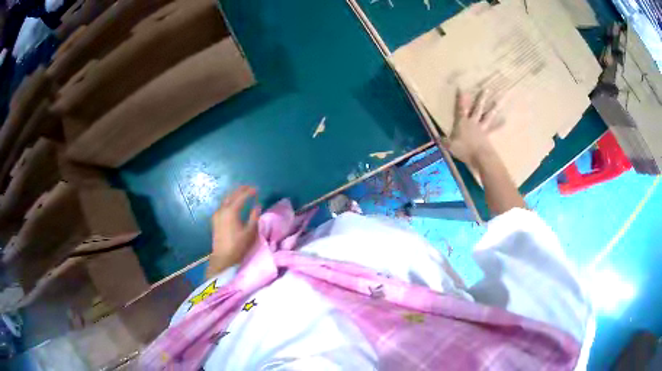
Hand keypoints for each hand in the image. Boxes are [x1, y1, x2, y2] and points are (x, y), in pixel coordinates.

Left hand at [210, 186, 260, 268]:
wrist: (223, 257)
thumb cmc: (238, 245)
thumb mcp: (250, 232)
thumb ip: (254, 217)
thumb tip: (257, 205)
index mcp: (231, 211)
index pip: (241, 197)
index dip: (249, 192)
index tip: (257, 189)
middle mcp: (222, 210)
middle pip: (232, 195)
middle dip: (241, 190)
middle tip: (250, 188)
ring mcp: (217, 214)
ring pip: (226, 199)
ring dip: (235, 194)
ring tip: (243, 193)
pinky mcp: (215, 219)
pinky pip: (223, 205)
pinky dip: (230, 200)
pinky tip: (234, 203)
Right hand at [443, 90, 500, 166]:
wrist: (479, 157)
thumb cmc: (464, 150)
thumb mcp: (450, 146)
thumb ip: (445, 141)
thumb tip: (438, 138)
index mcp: (462, 122)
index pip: (461, 107)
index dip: (461, 98)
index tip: (461, 87)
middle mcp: (473, 122)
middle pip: (477, 108)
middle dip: (481, 98)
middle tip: (486, 89)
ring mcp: (482, 128)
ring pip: (488, 116)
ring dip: (493, 108)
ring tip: (498, 101)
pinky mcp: (488, 136)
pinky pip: (494, 129)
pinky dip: (499, 125)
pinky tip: (505, 121)